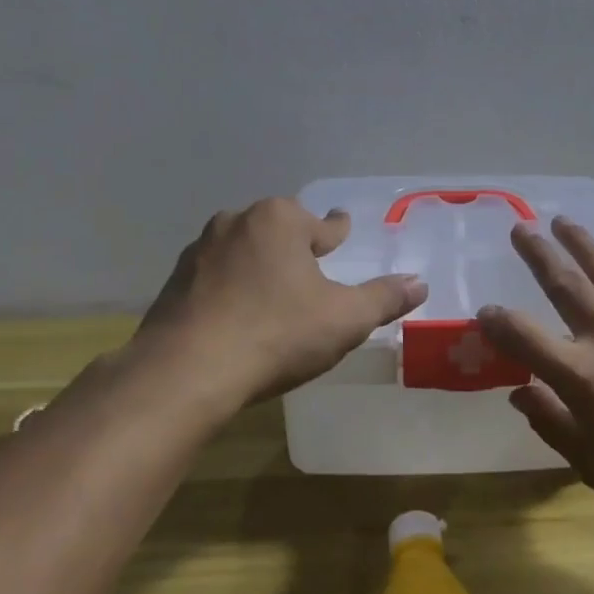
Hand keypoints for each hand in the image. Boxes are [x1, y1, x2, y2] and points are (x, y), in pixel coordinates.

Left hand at [129, 197, 426, 408]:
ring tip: (274, 291)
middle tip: (311, 267)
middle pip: (278, 230)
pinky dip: (230, 288)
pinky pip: (215, 277)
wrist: (185, 372)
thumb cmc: (276, 334)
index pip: (322, 224)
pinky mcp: (173, 283)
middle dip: (295, 245)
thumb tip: (420, 283)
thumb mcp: (344, 319)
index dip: (337, 230)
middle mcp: (236, 223)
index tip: (341, 227)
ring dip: (260, 264)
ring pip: (243, 250)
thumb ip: (383, 298)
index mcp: (280, 220)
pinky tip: (237, 315)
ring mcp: (199, 251)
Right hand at [477, 219, 593, 543]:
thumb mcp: (593, 468)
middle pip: (565, 285)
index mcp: (582, 378)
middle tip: (520, 228)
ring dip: (584, 243)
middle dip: (538, 255)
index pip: (524, 337)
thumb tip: (519, 394)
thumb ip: (553, 423)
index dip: (498, 322)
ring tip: (564, 221)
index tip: (485, 313)